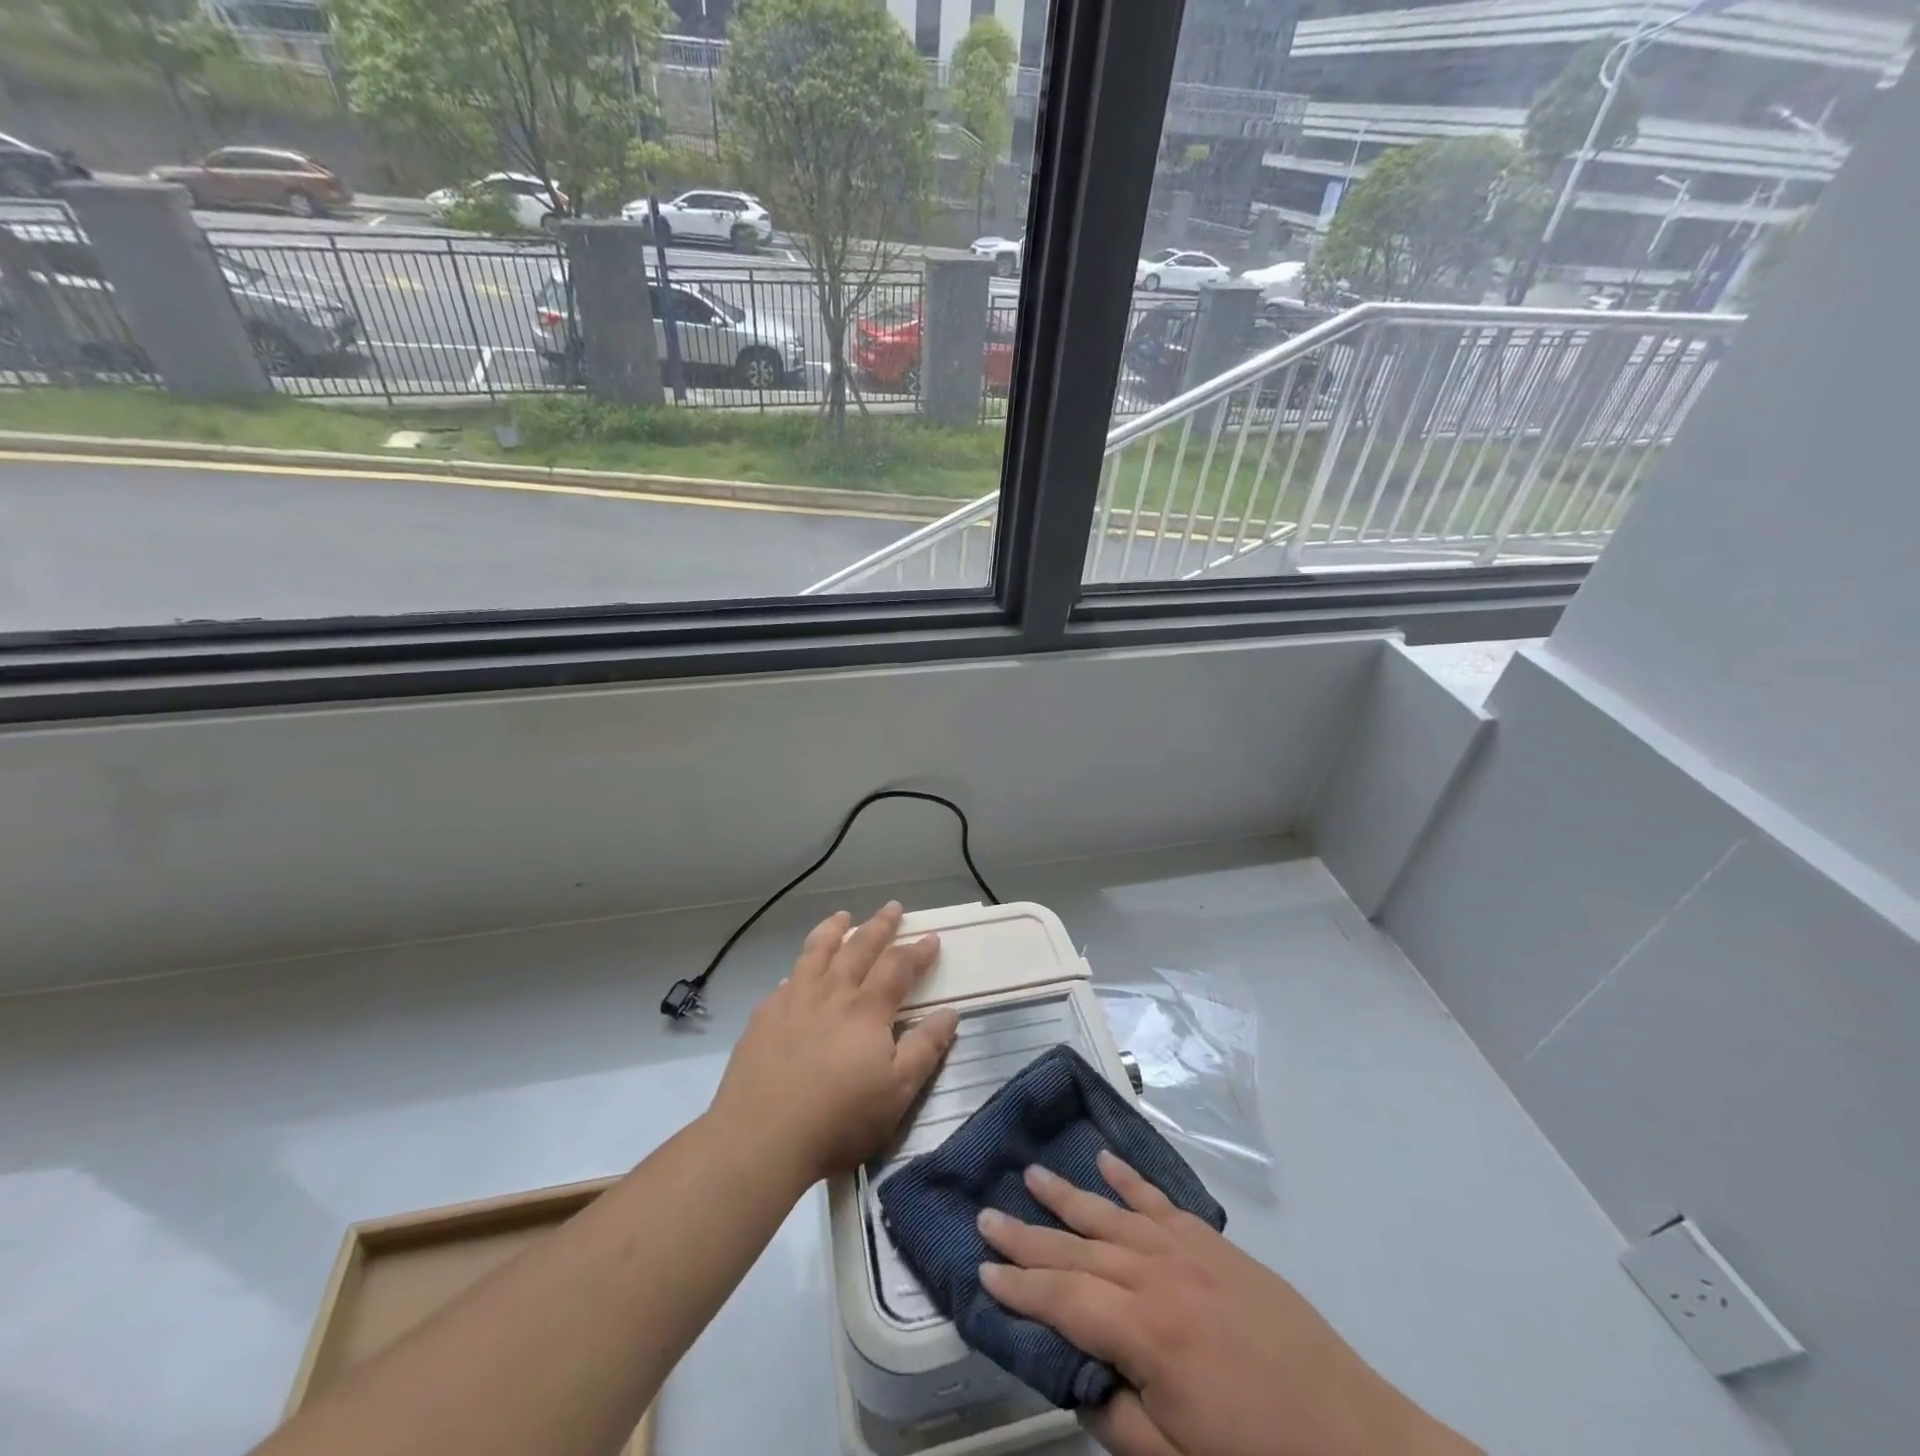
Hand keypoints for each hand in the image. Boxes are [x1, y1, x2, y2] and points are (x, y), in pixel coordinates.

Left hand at [708, 902, 958, 1186]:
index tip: (931, 937)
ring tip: (842, 915)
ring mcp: (793, 1001)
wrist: (761, 1138)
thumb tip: (950, 1013)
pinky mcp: (763, 1017)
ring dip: (833, 930)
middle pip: (859, 948)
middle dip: (880, 925)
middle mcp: (831, 993)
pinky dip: (799, 968)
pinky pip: (786, 980)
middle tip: (893, 907)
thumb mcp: (898, 1091)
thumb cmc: (839, 1119)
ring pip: (816, 952)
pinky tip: (797, 973)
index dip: (917, 951)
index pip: (897, 966)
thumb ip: (925, 1048)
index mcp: (867, 1009)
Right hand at [977, 1152, 1479, 1455]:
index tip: (981, 1269)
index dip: (1019, 1287)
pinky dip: (1129, 1182)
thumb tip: (1075, 1374)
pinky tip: (1105, 1163)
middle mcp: (1159, 1275)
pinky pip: (1161, 1202)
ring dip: (1069, 1196)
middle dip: (1028, 1235)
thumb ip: (1115, 1416)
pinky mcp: (1216, 1245)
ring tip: (1031, 1175)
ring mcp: (1190, 1251)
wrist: (1360, 1443)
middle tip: (986, 1216)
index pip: (1062, 1299)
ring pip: (1112, 1215)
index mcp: (1146, 1333)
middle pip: (1078, 1249)